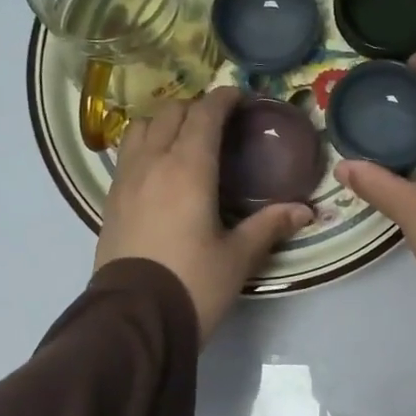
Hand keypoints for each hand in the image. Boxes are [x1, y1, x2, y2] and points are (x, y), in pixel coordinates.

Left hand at [95, 87, 312, 342]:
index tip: (240, 97)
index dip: (223, 99)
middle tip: (219, 121)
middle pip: (171, 113)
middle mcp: (153, 163)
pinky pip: (128, 153)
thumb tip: (304, 211)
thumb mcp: (238, 258)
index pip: (204, 115)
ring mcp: (126, 180)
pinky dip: (146, 144)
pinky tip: (160, 166)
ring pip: (142, 128)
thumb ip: (269, 227)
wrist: (134, 319)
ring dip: (166, 121)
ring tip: (185, 136)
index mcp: (188, 169)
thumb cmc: (193, 284)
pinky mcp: (111, 200)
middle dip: (196, 107)